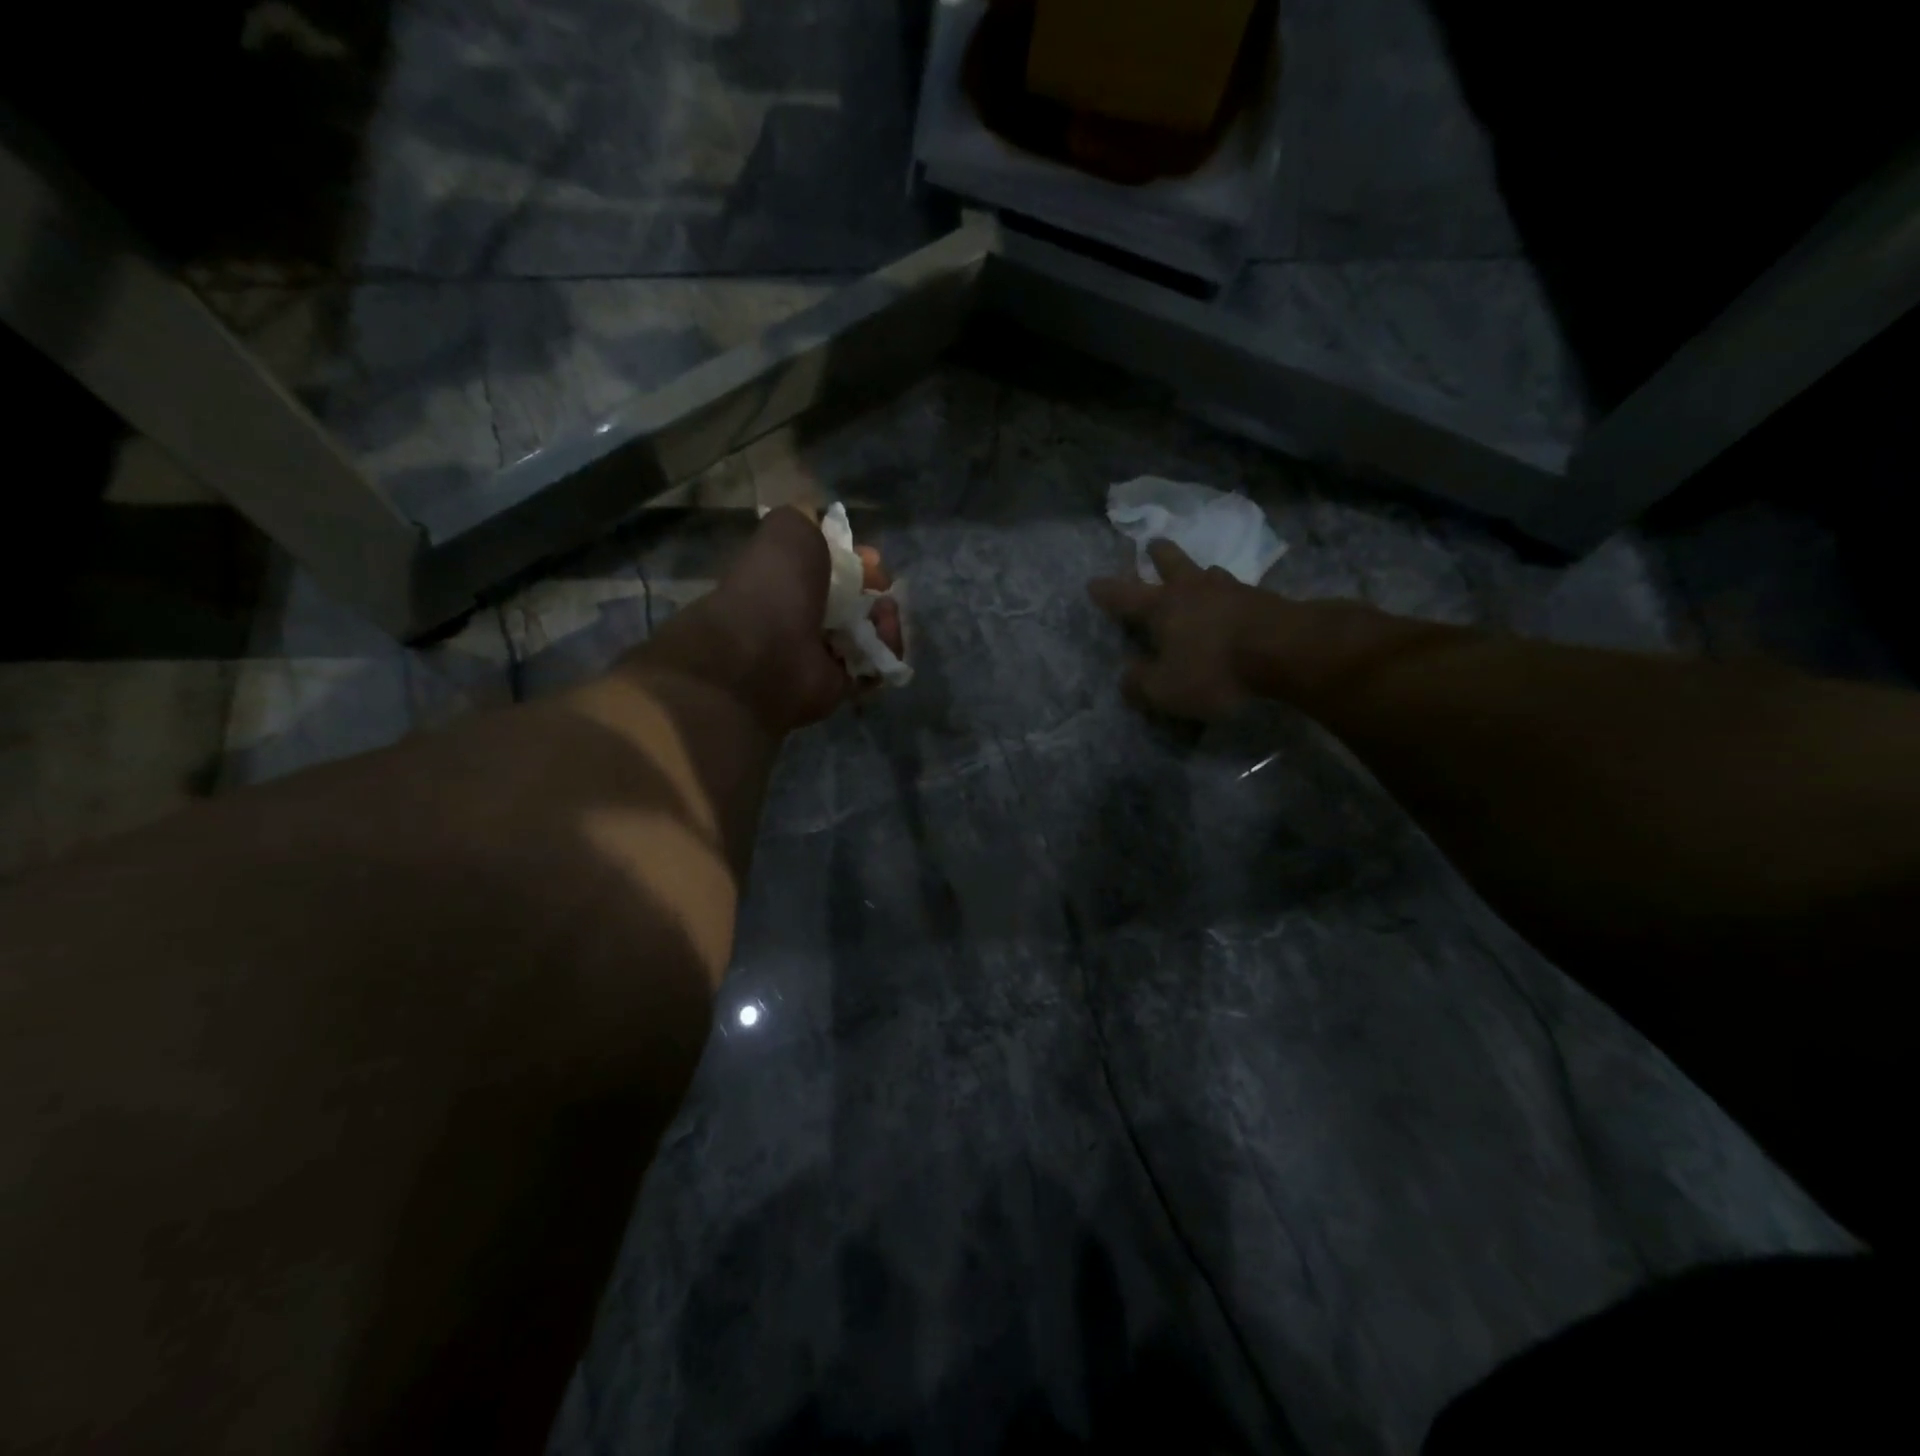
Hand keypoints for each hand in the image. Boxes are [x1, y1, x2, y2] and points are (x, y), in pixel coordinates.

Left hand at [634, 507, 903, 733]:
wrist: (765, 651)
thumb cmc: (775, 584)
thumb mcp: (790, 528)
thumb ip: (810, 518)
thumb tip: (833, 530)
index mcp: (788, 580)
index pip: (832, 570)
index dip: (857, 562)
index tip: (871, 560)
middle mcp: (804, 616)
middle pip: (857, 603)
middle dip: (878, 592)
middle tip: (883, 590)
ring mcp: (822, 654)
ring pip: (872, 633)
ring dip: (887, 620)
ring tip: (886, 614)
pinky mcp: (841, 685)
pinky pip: (876, 666)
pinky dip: (888, 651)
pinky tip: (886, 638)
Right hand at [1089, 539, 1263, 720]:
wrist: (1286, 650)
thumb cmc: (1214, 669)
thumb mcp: (1166, 689)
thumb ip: (1140, 684)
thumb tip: (1126, 678)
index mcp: (1162, 607)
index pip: (1124, 596)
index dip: (1106, 592)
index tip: (1092, 582)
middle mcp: (1193, 590)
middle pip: (1171, 563)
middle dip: (1157, 555)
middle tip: (1152, 545)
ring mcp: (1231, 590)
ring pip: (1208, 572)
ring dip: (1199, 571)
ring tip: (1199, 572)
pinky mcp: (1264, 599)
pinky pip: (1238, 591)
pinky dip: (1229, 594)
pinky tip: (1234, 600)